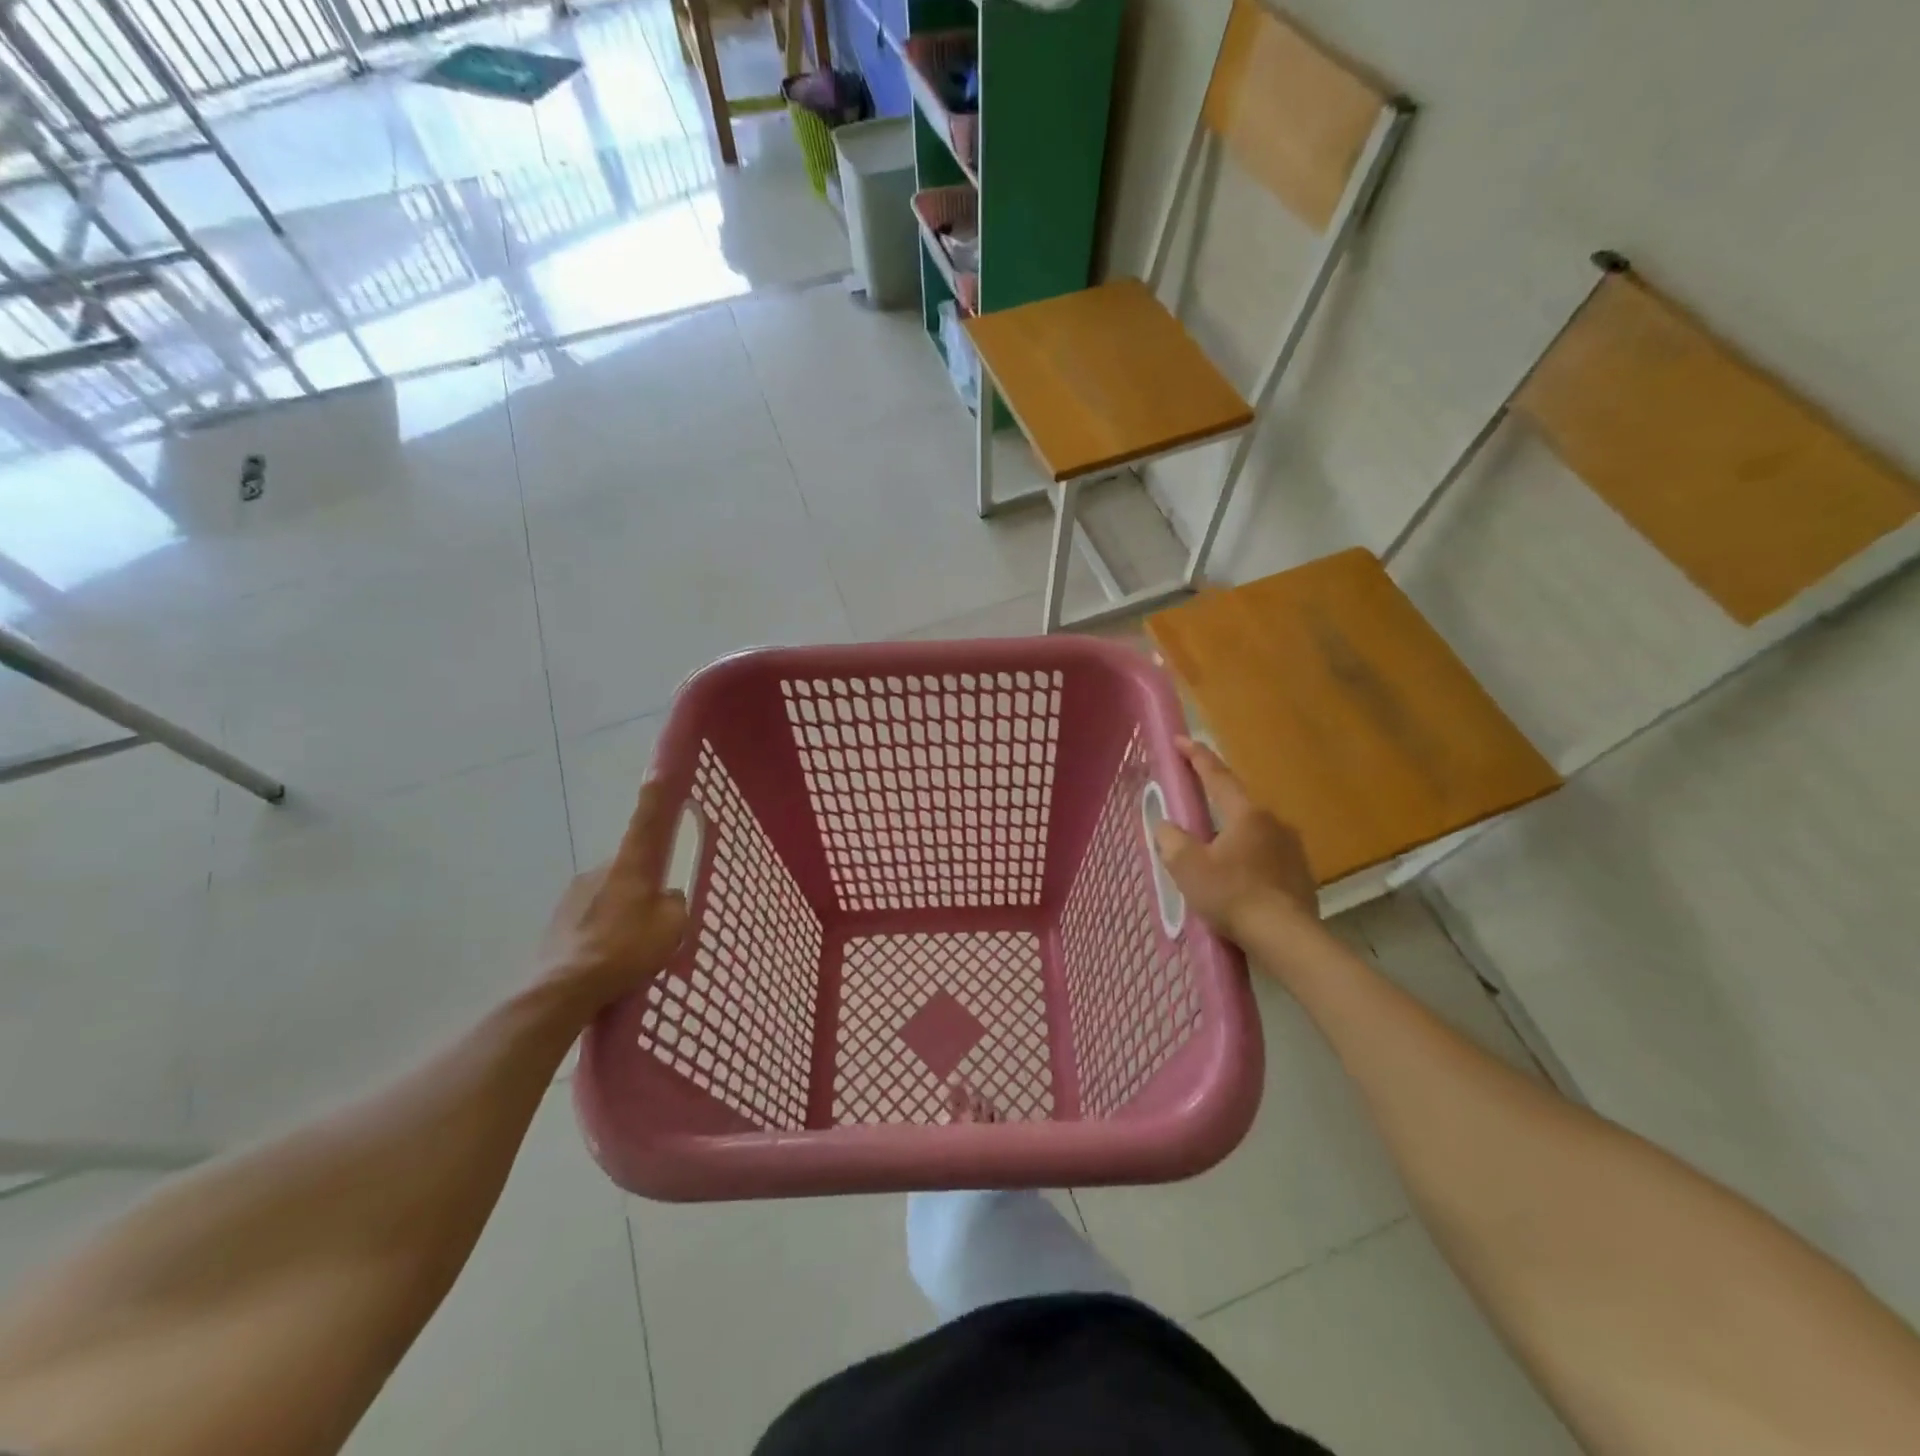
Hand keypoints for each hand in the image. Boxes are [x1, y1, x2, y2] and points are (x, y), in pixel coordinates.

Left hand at [537, 781, 688, 1009]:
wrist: (564, 989)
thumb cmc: (626, 950)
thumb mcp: (672, 927)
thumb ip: (675, 904)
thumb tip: (667, 898)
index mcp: (630, 865)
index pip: (646, 822)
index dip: (655, 797)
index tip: (657, 772)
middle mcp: (599, 870)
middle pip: (631, 866)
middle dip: (644, 883)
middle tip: (657, 917)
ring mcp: (573, 894)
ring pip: (610, 893)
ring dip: (622, 909)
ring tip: (631, 947)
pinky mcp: (557, 920)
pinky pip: (591, 916)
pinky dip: (603, 929)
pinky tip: (610, 957)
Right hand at [1152, 738, 1318, 940]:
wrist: (1286, 937)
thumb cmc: (1232, 895)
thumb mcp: (1188, 867)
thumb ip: (1171, 840)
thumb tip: (1165, 825)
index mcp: (1245, 813)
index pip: (1216, 776)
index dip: (1196, 756)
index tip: (1180, 739)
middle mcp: (1273, 822)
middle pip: (1237, 804)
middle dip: (1215, 801)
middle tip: (1194, 806)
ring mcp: (1292, 848)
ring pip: (1253, 832)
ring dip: (1232, 835)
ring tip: (1213, 853)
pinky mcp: (1301, 874)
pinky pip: (1266, 856)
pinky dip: (1248, 860)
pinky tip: (1238, 880)